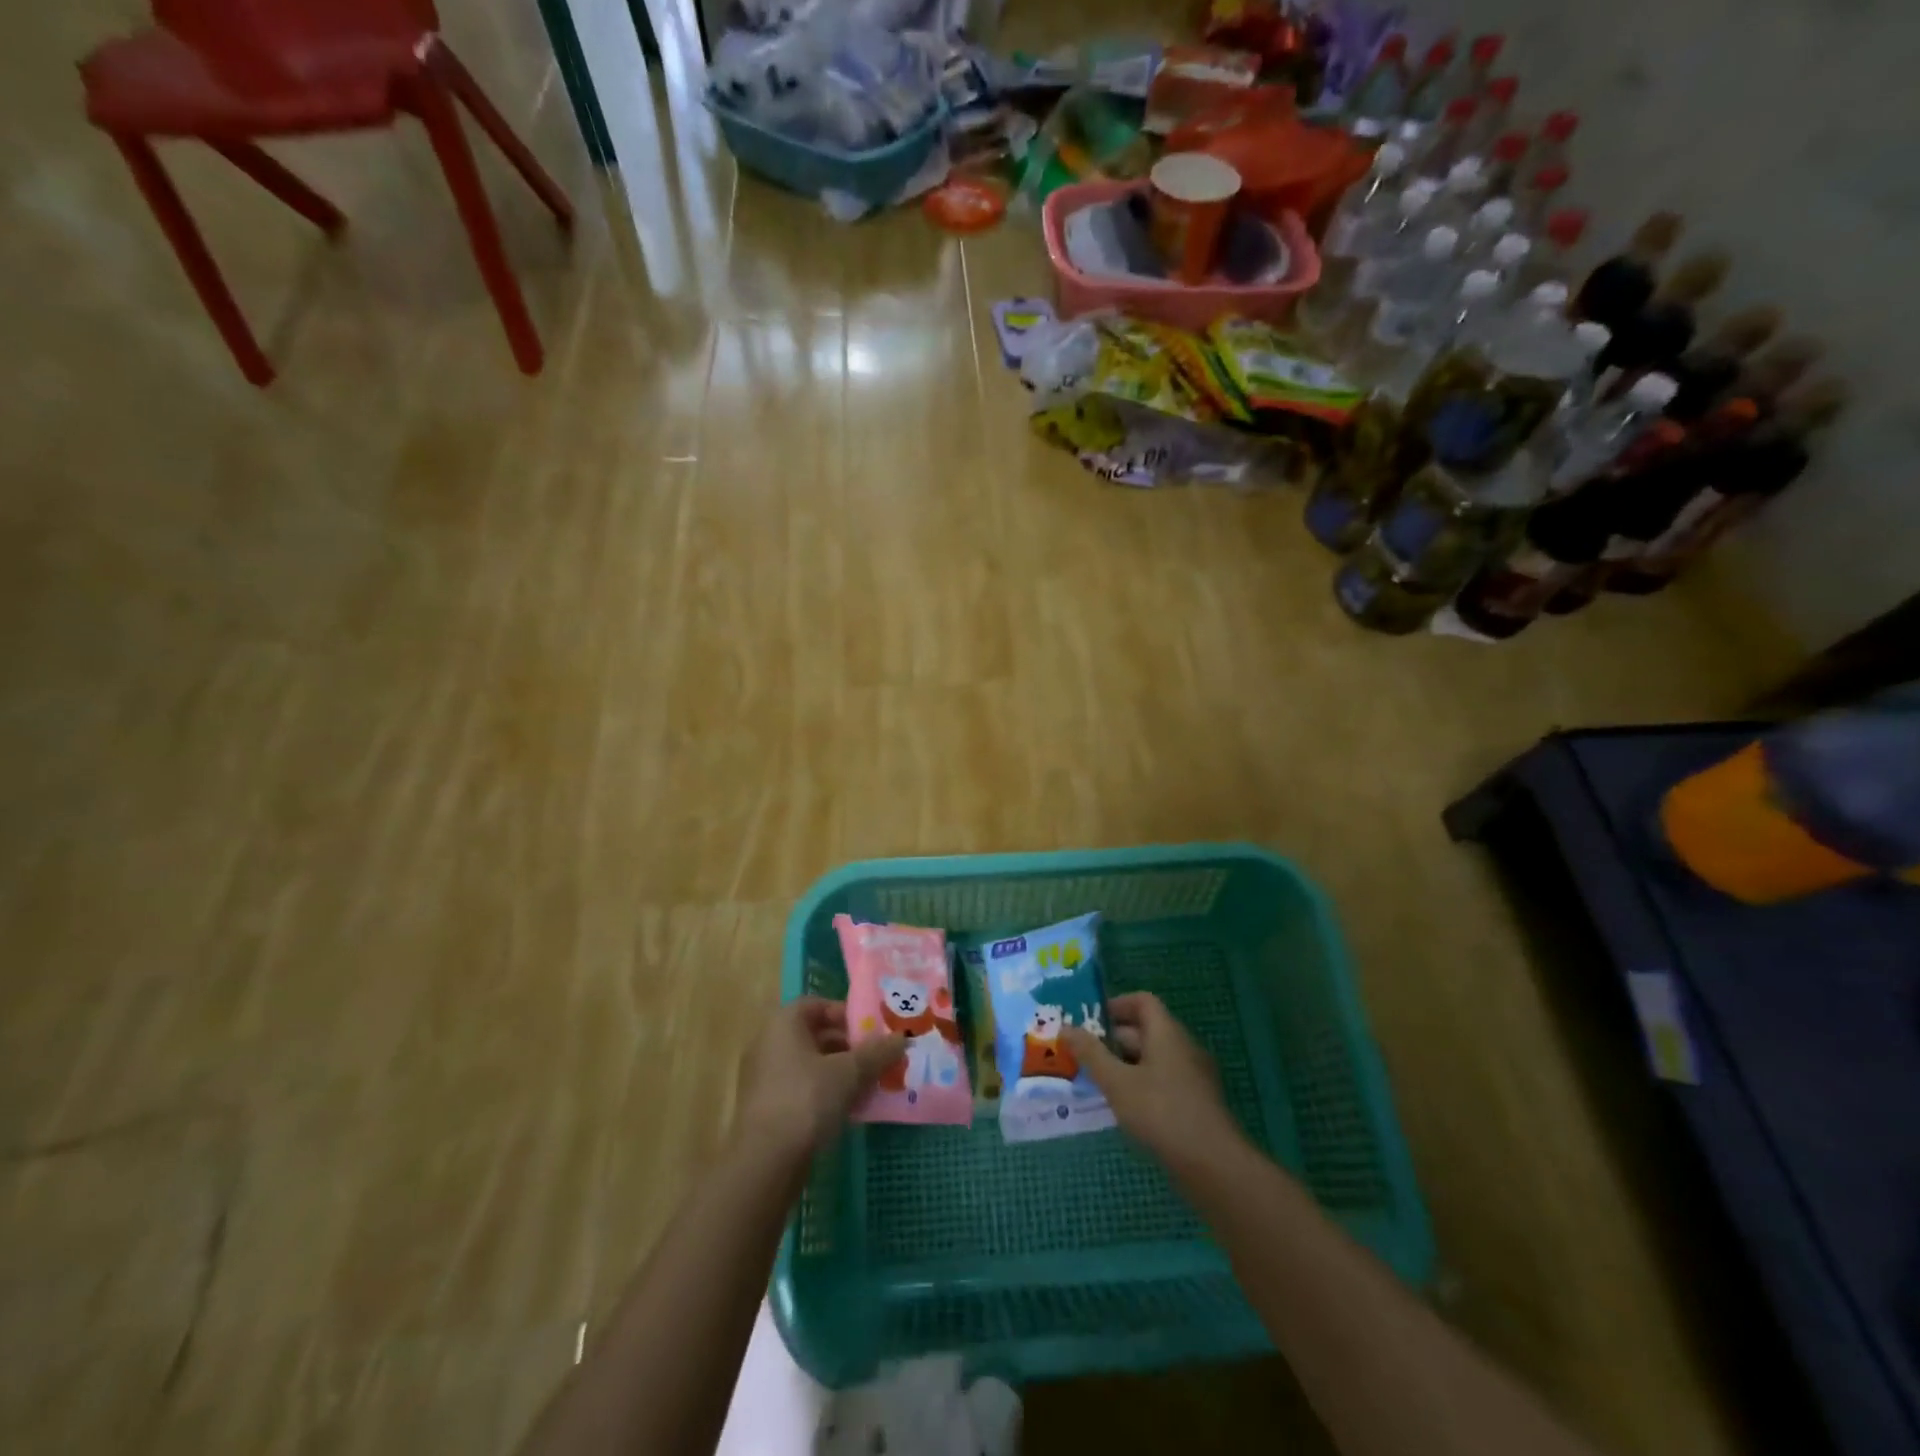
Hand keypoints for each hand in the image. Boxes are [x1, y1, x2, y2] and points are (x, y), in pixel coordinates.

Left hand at [735, 998, 905, 1157]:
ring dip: (839, 1072)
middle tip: (877, 1058)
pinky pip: (801, 1089)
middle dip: (849, 1046)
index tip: (872, 1030)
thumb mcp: (849, 1072)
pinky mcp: (766, 1109)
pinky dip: (824, 1093)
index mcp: (783, 1024)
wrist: (764, 1162)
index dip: (846, 1014)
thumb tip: (902, 1037)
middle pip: (815, 1035)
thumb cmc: (806, 1100)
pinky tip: (849, 1110)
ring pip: (810, 1065)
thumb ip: (877, 1052)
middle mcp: (769, 1044)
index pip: (817, 1005)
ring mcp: (764, 1078)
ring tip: (870, 1085)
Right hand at [1062, 993, 1238, 1169]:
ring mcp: (1192, 1076)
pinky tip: (1122, 1108)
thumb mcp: (1117, 1083)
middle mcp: (1183, 1047)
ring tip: (1094, 1081)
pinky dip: (1140, 1085)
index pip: (1142, 1001)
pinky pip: (1162, 1081)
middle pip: (1145, 1030)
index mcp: (1167, 1033)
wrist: (1214, 1166)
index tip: (1088, 1021)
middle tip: (1081, 1053)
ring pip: (1152, 1059)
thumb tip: (1066, 1028)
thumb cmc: (1162, 1113)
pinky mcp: (1194, 1103)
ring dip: (1124, 1065)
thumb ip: (1091, 1054)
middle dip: (1112, 1039)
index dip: (1115, 1005)